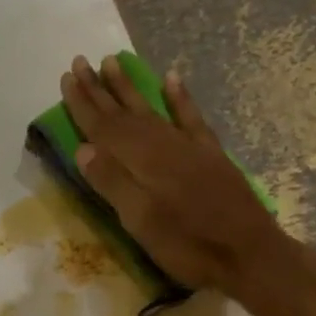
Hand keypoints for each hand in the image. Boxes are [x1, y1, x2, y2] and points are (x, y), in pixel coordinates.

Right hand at [59, 55, 298, 301]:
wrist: (249, 253)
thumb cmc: (188, 245)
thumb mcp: (141, 222)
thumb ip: (113, 183)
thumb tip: (83, 148)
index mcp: (141, 162)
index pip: (103, 127)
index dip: (83, 104)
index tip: (67, 77)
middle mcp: (162, 145)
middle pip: (123, 113)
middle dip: (100, 89)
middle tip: (81, 61)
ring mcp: (188, 147)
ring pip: (151, 109)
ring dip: (129, 87)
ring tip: (114, 61)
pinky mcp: (210, 154)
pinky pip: (190, 117)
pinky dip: (180, 98)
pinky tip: (172, 79)